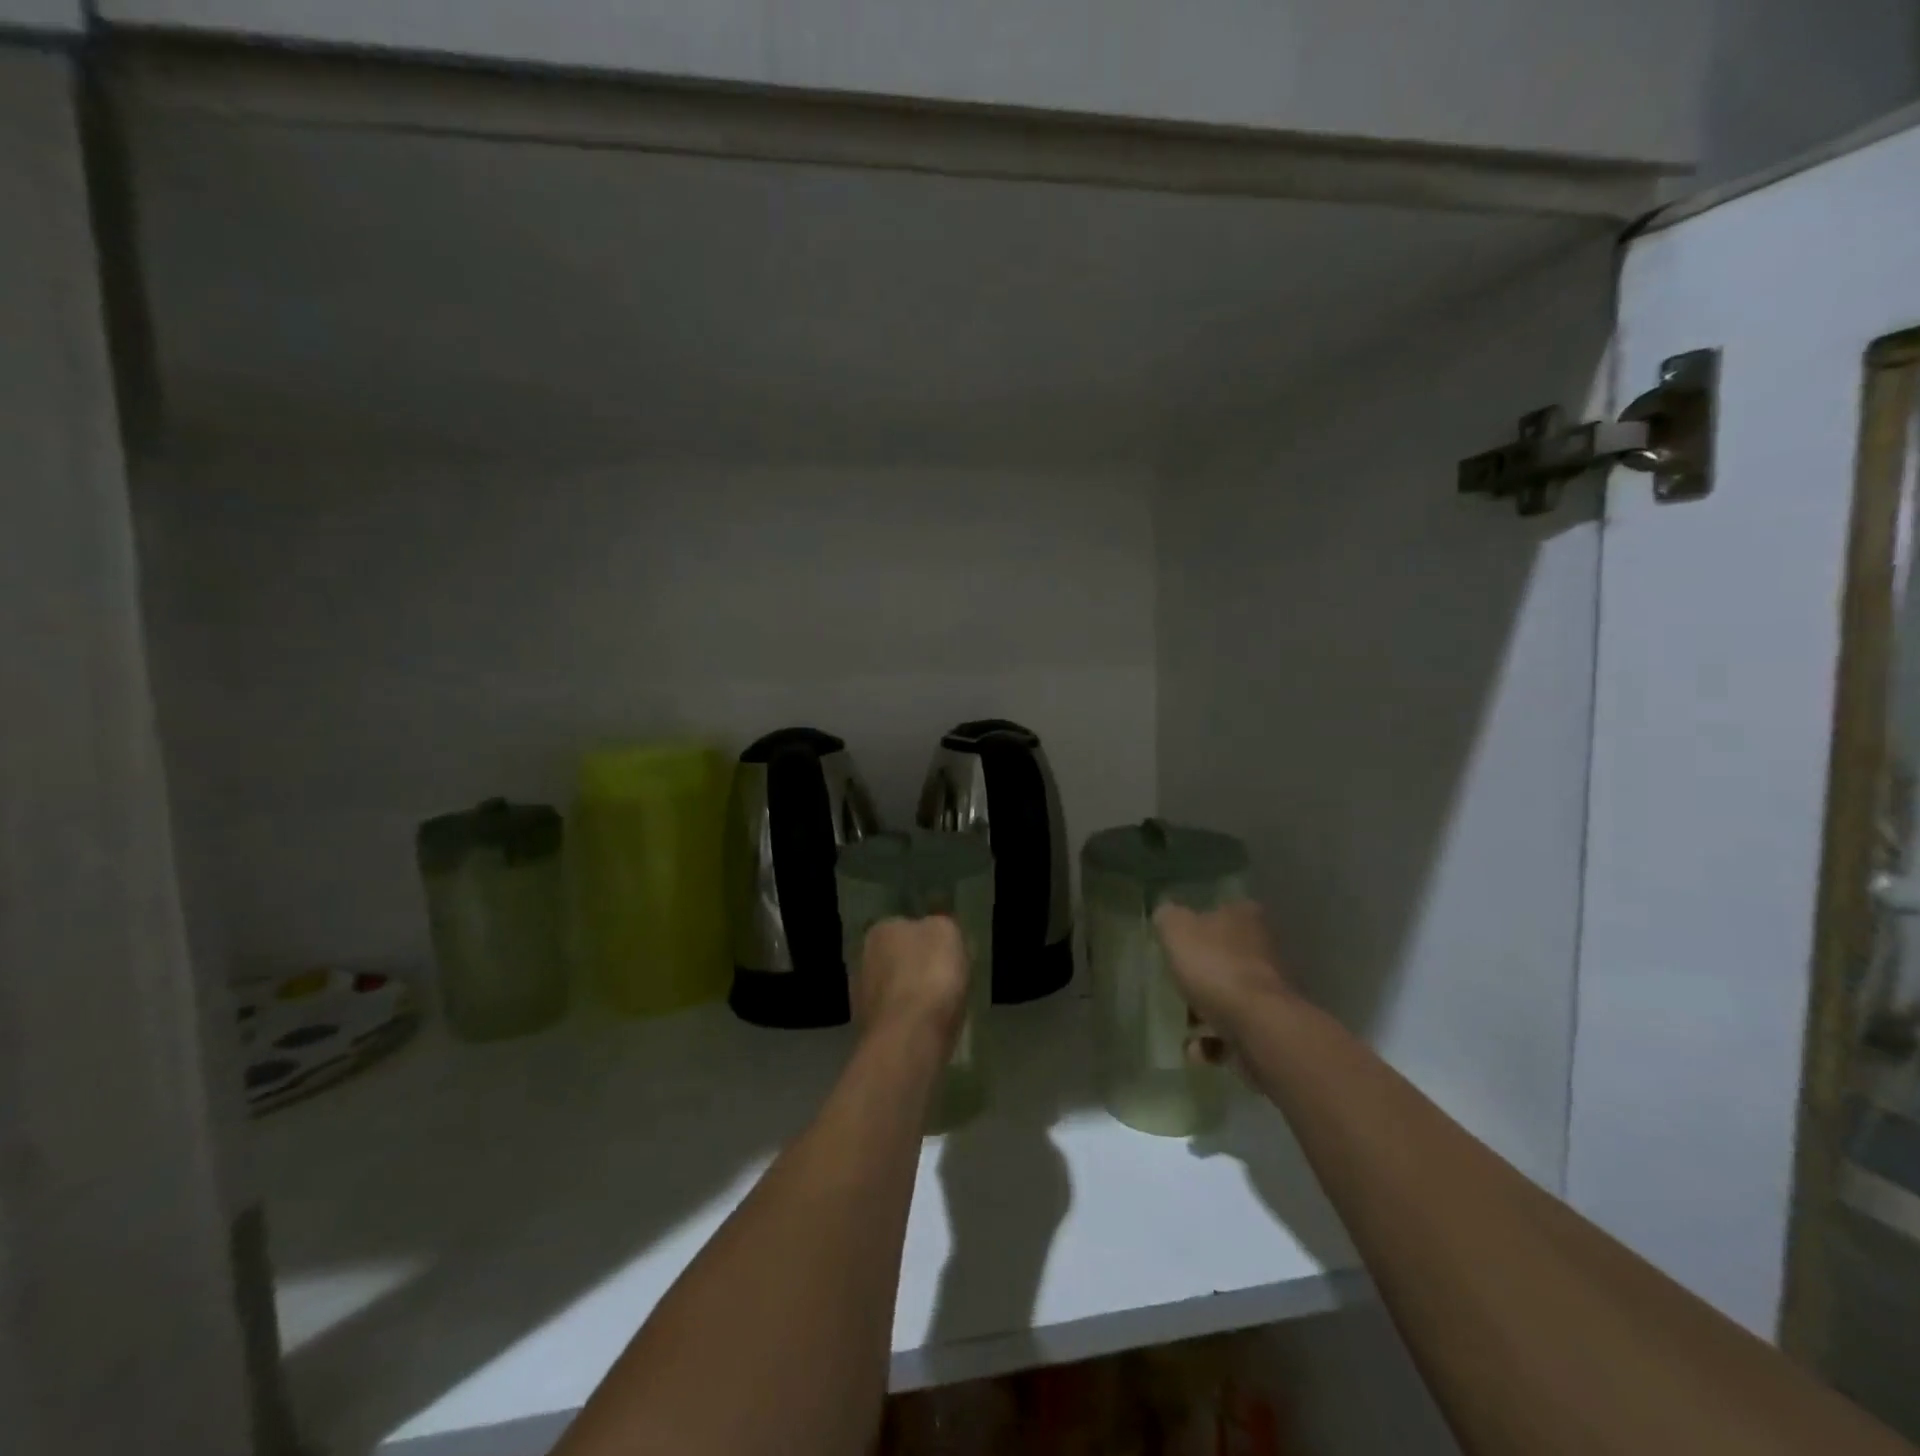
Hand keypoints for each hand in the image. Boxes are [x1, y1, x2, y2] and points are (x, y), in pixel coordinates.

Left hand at [852, 916, 968, 1052]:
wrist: (909, 1038)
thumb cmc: (930, 975)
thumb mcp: (947, 932)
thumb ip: (940, 926)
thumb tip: (935, 931)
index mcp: (881, 929)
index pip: (907, 926)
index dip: (931, 940)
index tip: (950, 954)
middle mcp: (863, 958)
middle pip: (899, 958)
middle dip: (918, 968)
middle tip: (947, 980)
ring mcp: (861, 996)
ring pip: (896, 989)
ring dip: (913, 996)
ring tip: (942, 1009)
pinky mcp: (868, 1029)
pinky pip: (897, 1017)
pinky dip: (911, 1021)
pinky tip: (929, 1028)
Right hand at [1153, 900, 1295, 1057]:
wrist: (1258, 1026)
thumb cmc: (1215, 967)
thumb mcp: (1176, 929)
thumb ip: (1168, 917)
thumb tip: (1167, 915)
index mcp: (1244, 918)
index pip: (1222, 911)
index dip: (1200, 923)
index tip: (1180, 941)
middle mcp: (1263, 949)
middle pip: (1226, 956)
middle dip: (1201, 973)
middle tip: (1177, 984)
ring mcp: (1270, 990)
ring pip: (1230, 995)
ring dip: (1205, 1012)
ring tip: (1184, 1025)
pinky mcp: (1271, 1027)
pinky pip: (1235, 1032)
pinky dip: (1215, 1042)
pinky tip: (1196, 1050)